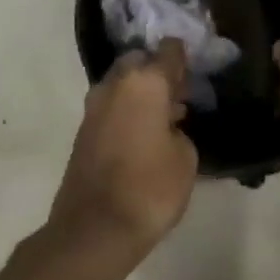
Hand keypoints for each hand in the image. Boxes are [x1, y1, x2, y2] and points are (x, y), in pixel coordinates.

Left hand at [50, 41, 198, 252]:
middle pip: (138, 62)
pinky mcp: (83, 132)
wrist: (95, 228)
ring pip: (121, 85)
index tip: (196, 67)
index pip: (168, 51)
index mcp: (145, 83)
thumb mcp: (186, 158)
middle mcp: (114, 86)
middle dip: (157, 71)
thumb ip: (179, 130)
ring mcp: (93, 108)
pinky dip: (127, 111)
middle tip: (179, 93)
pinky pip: (111, 108)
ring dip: (140, 93)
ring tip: (166, 116)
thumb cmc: (150, 188)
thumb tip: (166, 126)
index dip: (184, 56)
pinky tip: (145, 133)